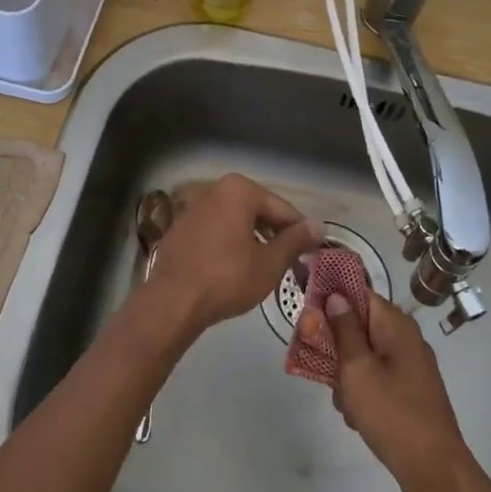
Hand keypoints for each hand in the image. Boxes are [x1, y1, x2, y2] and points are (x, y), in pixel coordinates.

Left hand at [147, 175, 323, 336]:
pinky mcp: (181, 227)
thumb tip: (318, 226)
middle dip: (275, 233)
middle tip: (290, 262)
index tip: (311, 253)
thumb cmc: (226, 278)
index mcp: (239, 190)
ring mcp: (194, 207)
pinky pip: (216, 229)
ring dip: (253, 239)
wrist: (172, 301)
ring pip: (236, 220)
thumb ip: (295, 241)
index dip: (300, 232)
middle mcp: (215, 189)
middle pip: (258, 210)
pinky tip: (235, 267)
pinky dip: (230, 242)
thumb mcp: (269, 263)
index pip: (282, 209)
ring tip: (265, 266)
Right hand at [317, 290, 471, 491]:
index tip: (308, 312)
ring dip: (348, 375)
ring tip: (344, 402)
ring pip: (365, 356)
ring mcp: (410, 367)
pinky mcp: (410, 392)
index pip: (360, 293)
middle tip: (322, 368)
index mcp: (396, 324)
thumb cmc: (391, 412)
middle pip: (360, 326)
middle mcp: (406, 338)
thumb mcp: (357, 368)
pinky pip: (377, 378)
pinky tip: (357, 417)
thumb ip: (343, 330)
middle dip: (338, 346)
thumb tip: (336, 296)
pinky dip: (363, 392)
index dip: (333, 298)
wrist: (433, 469)